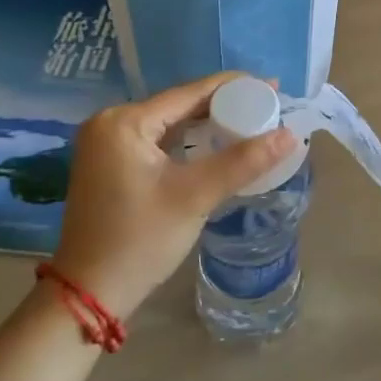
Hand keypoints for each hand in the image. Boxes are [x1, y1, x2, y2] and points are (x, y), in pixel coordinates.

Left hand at [49, 72, 297, 319]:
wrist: (90, 295)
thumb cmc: (140, 240)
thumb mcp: (195, 196)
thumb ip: (242, 161)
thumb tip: (289, 135)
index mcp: (124, 121)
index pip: (189, 92)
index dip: (234, 87)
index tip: (272, 86)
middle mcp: (110, 122)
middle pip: (179, 104)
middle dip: (223, 106)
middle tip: (266, 107)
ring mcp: (106, 144)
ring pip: (169, 123)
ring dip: (206, 123)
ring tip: (249, 122)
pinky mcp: (109, 163)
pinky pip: (157, 140)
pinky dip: (187, 141)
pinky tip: (214, 144)